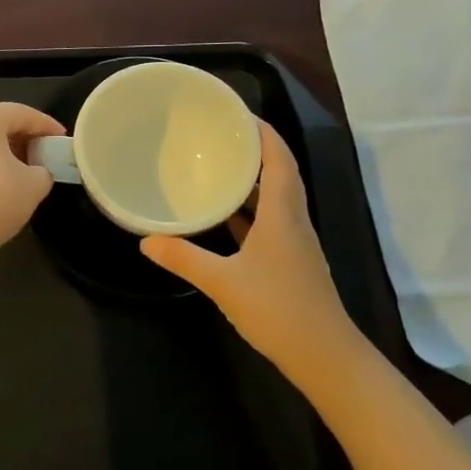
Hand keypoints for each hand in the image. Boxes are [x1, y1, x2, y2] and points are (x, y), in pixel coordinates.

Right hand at [140, 123, 366, 369]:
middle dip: (254, 151)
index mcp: (282, 214)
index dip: (263, 133)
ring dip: (252, 180)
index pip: (279, 159)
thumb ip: (184, 259)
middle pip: (279, 173)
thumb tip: (146, 241)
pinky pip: (270, 222)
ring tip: (218, 167)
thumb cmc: (278, 309)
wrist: (324, 356)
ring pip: (275, 199)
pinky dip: (249, 211)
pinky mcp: (290, 262)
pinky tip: (225, 216)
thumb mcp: (223, 282)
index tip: (238, 113)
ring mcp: (294, 243)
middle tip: (219, 135)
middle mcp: (293, 221)